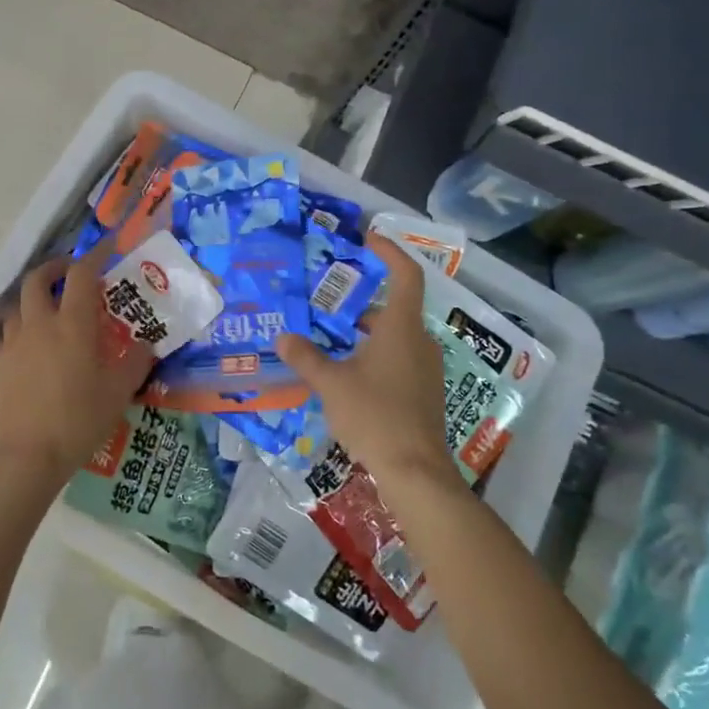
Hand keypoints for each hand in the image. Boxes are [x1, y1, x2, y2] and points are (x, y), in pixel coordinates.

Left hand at [0, 255, 154, 492]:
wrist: (25, 456)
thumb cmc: (78, 421)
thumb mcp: (118, 394)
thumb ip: (136, 363)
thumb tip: (148, 345)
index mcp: (73, 324)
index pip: (82, 275)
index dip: (94, 256)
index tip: (105, 250)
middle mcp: (39, 324)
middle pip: (37, 279)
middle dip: (54, 268)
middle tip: (69, 274)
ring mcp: (13, 343)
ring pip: (17, 305)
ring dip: (33, 299)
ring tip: (48, 310)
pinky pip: (7, 334)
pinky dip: (20, 328)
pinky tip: (31, 347)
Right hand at [277, 234, 464, 500]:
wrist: (415, 470)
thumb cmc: (374, 415)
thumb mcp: (332, 384)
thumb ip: (306, 357)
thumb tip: (283, 337)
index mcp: (401, 328)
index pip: (405, 275)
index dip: (390, 251)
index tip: (368, 238)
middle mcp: (419, 342)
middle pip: (395, 307)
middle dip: (363, 301)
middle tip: (330, 300)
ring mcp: (425, 368)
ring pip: (396, 335)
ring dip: (367, 332)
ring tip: (332, 340)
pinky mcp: (424, 392)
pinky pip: (400, 358)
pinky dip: (375, 354)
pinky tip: (349, 374)